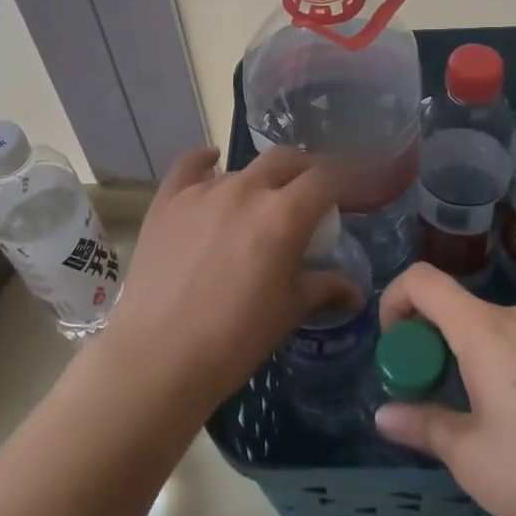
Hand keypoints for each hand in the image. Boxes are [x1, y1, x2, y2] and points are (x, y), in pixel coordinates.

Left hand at [97, 147, 360, 418]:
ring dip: (260, 180)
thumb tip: (355, 291)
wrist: (159, 356)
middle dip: (307, 169)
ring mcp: (202, 191)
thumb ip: (325, 288)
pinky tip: (212, 162)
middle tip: (313, 193)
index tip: (356, 188)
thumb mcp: (290, 312)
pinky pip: (190, 165)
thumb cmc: (235, 339)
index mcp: (284, 215)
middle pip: (286, 159)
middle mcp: (245, 190)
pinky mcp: (167, 201)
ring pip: (242, 169)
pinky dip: (205, 161)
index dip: (348, 177)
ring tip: (261, 204)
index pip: (327, 177)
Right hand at [374, 264, 515, 515]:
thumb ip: (423, 428)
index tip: (392, 350)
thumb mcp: (472, 457)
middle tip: (422, 395)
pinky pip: (513, 348)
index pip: (422, 280)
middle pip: (452, 306)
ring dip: (457, 359)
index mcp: (482, 329)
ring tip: (463, 417)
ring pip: (482, 331)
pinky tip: (508, 424)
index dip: (393, 301)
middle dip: (423, 342)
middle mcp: (513, 320)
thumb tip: (384, 416)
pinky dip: (489, 368)